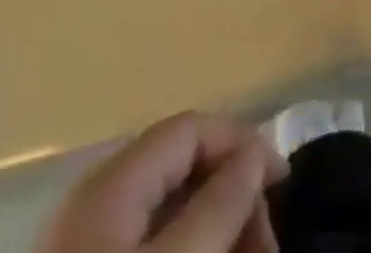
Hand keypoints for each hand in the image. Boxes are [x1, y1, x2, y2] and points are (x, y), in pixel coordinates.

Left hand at [40, 112, 287, 252]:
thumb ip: (220, 202)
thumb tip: (256, 152)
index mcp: (112, 182)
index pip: (191, 128)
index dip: (242, 142)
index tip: (283, 182)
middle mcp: (96, 201)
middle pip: (181, 172)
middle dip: (233, 198)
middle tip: (267, 245)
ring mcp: (87, 246)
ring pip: (169, 216)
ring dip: (217, 231)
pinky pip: (150, 246)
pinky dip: (189, 249)